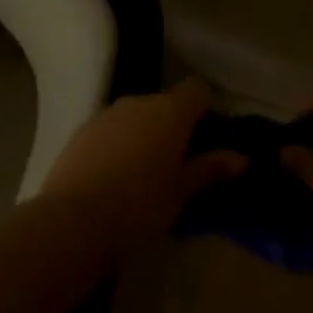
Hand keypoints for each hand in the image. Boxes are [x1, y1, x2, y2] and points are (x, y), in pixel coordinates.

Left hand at [39, 80, 244, 256]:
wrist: (71, 222)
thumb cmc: (138, 207)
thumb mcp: (180, 193)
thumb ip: (209, 169)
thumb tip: (241, 158)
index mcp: (170, 111)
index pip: (197, 90)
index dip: (205, 109)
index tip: (206, 138)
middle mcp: (139, 101)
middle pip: (165, 103)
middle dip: (173, 126)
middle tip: (178, 164)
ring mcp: (106, 114)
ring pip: (136, 116)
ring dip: (144, 135)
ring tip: (143, 175)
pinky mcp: (81, 130)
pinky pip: (111, 130)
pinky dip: (118, 144)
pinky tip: (113, 179)